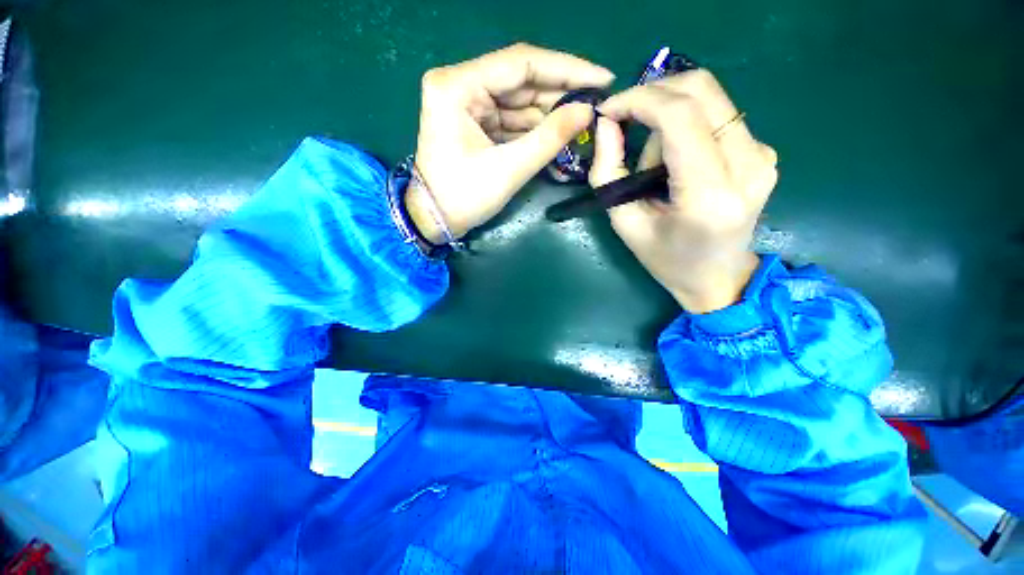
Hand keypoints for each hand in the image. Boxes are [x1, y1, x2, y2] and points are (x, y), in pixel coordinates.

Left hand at [408, 43, 613, 242]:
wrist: (435, 219)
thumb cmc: (464, 197)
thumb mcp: (509, 169)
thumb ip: (549, 138)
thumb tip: (588, 111)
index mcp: (458, 85)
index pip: (521, 63)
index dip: (567, 69)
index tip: (603, 78)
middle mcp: (461, 84)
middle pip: (521, 79)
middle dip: (560, 93)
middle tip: (597, 103)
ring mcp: (467, 102)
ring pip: (519, 100)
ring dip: (550, 112)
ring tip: (583, 120)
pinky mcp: (475, 120)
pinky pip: (512, 118)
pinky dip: (535, 127)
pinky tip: (559, 133)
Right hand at [590, 70, 778, 312]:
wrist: (718, 276)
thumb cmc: (666, 258)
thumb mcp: (625, 223)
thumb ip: (608, 173)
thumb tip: (606, 124)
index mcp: (709, 195)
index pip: (680, 117)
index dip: (639, 100)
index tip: (608, 110)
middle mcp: (748, 166)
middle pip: (701, 90)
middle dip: (652, 94)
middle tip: (624, 120)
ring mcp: (762, 155)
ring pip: (708, 99)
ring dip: (667, 117)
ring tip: (653, 164)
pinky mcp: (763, 151)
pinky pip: (717, 116)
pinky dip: (685, 127)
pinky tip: (675, 162)